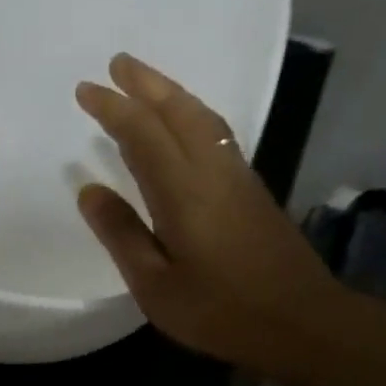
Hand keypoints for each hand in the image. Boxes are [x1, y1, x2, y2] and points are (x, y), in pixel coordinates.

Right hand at [75, 53, 350, 378]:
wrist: (300, 321)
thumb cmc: (219, 311)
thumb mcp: (156, 286)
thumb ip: (123, 235)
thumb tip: (90, 191)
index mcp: (183, 192)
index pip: (142, 134)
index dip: (113, 109)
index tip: (85, 90)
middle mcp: (212, 171)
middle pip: (177, 112)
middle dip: (145, 84)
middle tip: (116, 64)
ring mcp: (237, 177)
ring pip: (202, 118)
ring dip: (172, 94)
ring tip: (146, 84)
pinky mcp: (252, 190)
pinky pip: (216, 134)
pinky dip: (192, 116)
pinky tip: (184, 125)